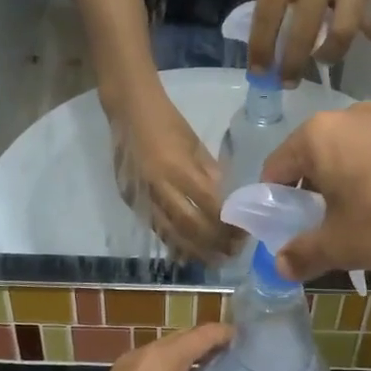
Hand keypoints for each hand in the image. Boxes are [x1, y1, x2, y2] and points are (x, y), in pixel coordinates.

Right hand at [111, 88, 232, 261]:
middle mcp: (158, 186)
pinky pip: (154, 227)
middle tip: (232, 253)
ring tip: (213, 260)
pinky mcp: (130, 200)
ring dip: (193, 250)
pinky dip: (171, 242)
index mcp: (177, 168)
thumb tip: (224, 200)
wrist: (128, 110)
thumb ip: (209, 173)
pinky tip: (186, 253)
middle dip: (213, 242)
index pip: (208, 204)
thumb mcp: (195, 144)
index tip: (242, 233)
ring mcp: (141, 195)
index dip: (226, 223)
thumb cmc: (168, 122)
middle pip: (189, 225)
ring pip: (169, 232)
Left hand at [250, 0, 370, 81]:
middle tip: (289, 79)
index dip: (261, 46)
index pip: (268, 9)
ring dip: (331, 54)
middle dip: (292, 63)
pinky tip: (367, 29)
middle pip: (303, 30)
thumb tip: (280, 35)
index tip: (259, 71)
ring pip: (343, 33)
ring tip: (326, 55)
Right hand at [261, 104, 370, 277]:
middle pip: (317, 159)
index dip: (273, 203)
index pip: (276, 168)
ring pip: (356, 156)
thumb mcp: (343, 245)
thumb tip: (279, 266)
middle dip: (315, 196)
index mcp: (318, 136)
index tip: (283, 231)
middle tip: (327, 233)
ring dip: (352, 187)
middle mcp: (351, 116)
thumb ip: (305, 254)